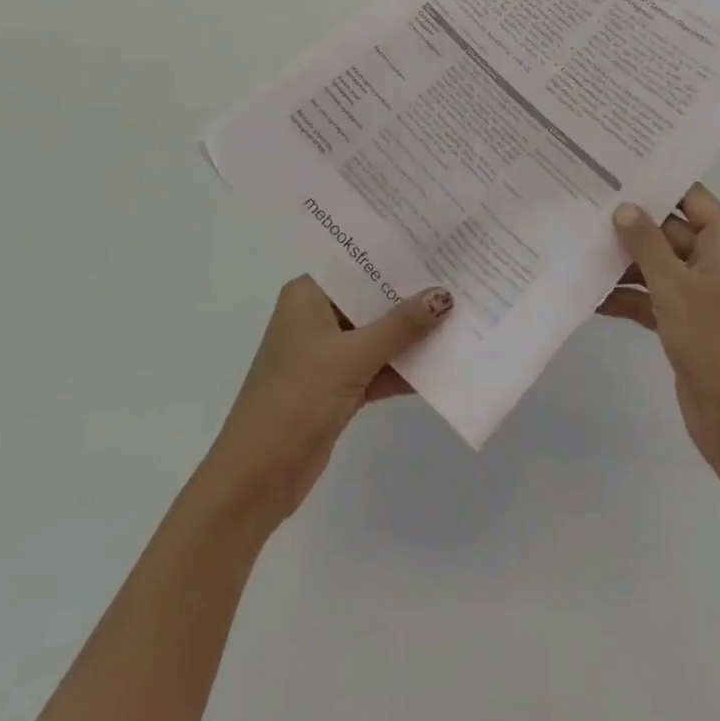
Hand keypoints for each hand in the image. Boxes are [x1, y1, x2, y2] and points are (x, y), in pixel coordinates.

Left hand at [200, 276, 453, 529]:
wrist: (257, 477)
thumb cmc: (296, 398)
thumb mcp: (352, 356)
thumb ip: (400, 326)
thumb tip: (444, 295)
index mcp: (308, 295)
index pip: (356, 263)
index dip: (394, 255)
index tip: (435, 243)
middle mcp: (316, 316)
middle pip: (371, 299)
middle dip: (411, 295)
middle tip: (459, 277)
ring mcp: (327, 354)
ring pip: (378, 335)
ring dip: (413, 335)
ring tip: (462, 315)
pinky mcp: (338, 387)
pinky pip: (379, 367)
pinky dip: (405, 368)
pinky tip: (445, 362)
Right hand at [600, 184, 719, 488]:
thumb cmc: (713, 341)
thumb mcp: (674, 285)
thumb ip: (646, 242)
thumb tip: (624, 207)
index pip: (691, 197)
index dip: (657, 183)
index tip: (616, 170)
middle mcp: (716, 261)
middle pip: (668, 230)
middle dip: (629, 225)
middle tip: (583, 208)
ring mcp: (701, 293)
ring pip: (656, 264)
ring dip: (622, 263)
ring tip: (577, 248)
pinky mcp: (686, 322)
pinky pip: (652, 297)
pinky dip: (627, 296)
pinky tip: (590, 296)